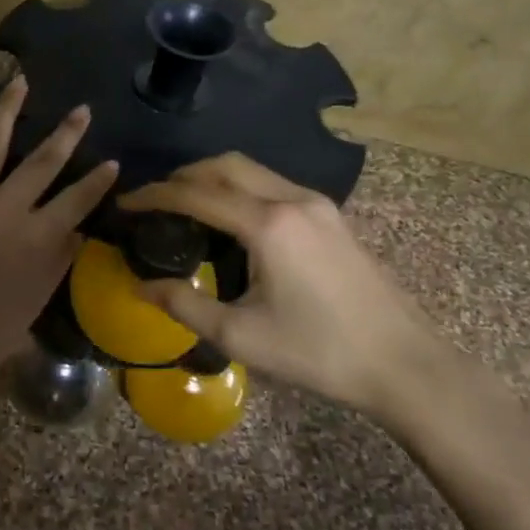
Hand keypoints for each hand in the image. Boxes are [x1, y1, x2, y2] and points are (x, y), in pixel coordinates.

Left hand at [0, 77, 116, 412]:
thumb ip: (60, 258)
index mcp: (36, 240)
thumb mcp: (36, 300)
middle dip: (66, 133)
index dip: (98, 180)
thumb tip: (79, 227)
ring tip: (20, 81)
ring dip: (8, 108)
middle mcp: (4, 209)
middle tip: (82, 109)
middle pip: (43, 161)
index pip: (78, 199)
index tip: (114, 161)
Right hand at [118, 154, 448, 422]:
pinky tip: (232, 220)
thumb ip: (185, 305)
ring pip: (252, 170)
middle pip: (225, 165)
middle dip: (183, 175)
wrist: (403, 364)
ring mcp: (317, 204)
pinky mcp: (332, 216)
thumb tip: (140, 286)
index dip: (154, 195)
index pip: (196, 194)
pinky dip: (241, 188)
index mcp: (268, 224)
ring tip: (185, 205)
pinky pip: (273, 184)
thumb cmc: (319, 353)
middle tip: (154, 199)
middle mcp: (292, 199)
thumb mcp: (242, 336)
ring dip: (213, 178)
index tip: (125, 202)